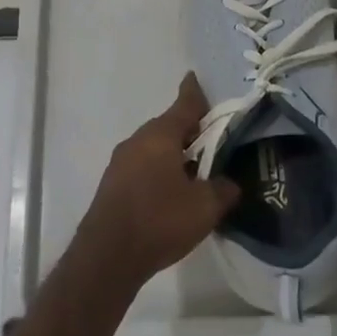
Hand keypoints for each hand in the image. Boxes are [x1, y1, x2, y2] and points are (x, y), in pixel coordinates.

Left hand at [78, 74, 241, 288]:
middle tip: (214, 138)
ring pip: (155, 148)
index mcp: (160, 136)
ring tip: (198, 168)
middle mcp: (137, 141)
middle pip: (169, 126)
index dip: (195, 93)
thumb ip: (223, 189)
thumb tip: (229, 183)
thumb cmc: (160, 221)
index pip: (184, 105)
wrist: (107, 257)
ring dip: (175, 153)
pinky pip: (143, 166)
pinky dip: (160, 170)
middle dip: (190, 130)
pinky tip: (173, 191)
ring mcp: (120, 162)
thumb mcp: (205, 207)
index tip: (196, 78)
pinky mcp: (113, 184)